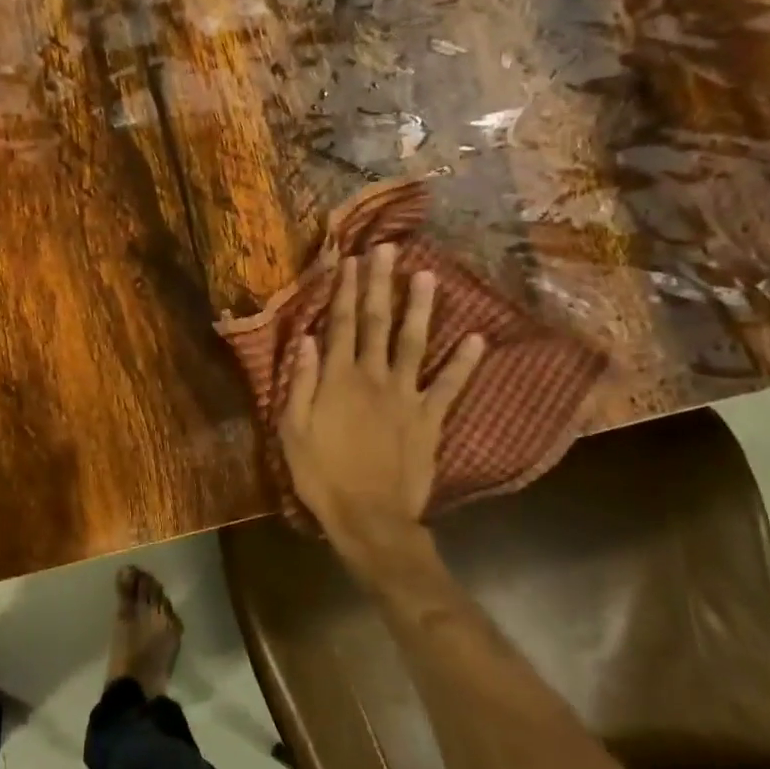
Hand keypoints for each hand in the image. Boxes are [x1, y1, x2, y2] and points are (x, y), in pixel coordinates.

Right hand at [278, 244, 485, 587]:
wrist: (370, 518)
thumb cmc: (322, 475)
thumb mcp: (293, 431)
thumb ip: (300, 383)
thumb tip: (307, 339)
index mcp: (338, 379)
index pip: (341, 325)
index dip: (345, 291)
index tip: (351, 260)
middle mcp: (374, 377)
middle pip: (377, 323)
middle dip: (380, 284)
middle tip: (387, 250)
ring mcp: (407, 396)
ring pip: (413, 343)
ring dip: (420, 308)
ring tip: (427, 276)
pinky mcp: (430, 419)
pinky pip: (449, 386)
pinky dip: (464, 362)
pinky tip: (477, 338)